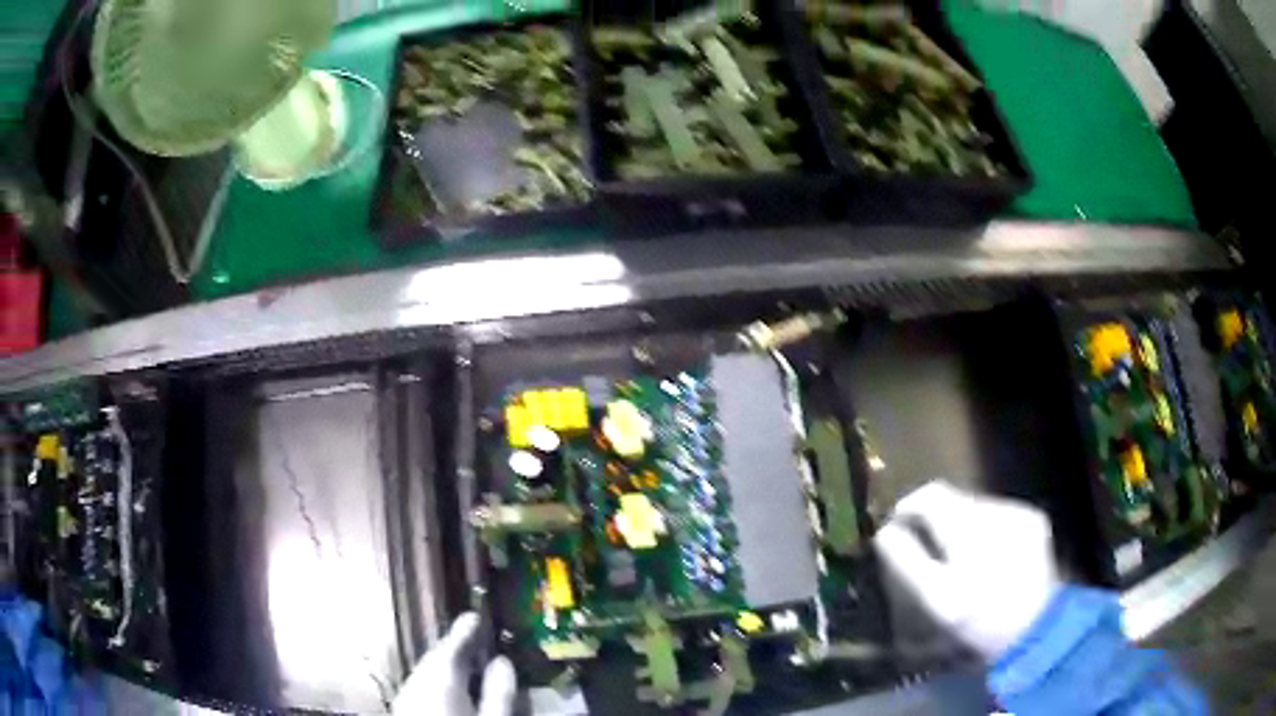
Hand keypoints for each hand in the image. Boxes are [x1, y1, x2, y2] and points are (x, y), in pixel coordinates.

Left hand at [391, 613, 516, 715]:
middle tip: (475, 638)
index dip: (465, 630)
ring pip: (425, 672)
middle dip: (454, 648)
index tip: (476, 615)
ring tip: (467, 664)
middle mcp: (416, 682)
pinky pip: (420, 685)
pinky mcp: (402, 710)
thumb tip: (503, 662)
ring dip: (446, 665)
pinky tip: (449, 690)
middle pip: (435, 658)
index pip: (452, 647)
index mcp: (440, 680)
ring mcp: (405, 697)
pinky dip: (436, 681)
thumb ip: (499, 692)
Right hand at [874, 481, 1060, 660]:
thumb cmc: (978, 622)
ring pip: (976, 505)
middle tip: (927, 550)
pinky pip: (999, 512)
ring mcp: (1020, 513)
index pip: (931, 495)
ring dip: (961, 524)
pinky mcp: (1034, 518)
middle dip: (935, 521)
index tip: (897, 529)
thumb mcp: (935, 600)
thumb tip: (886, 531)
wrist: (1034, 630)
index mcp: (969, 534)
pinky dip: (985, 528)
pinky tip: (988, 554)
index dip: (908, 507)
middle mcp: (996, 513)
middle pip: (954, 498)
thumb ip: (907, 561)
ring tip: (959, 556)